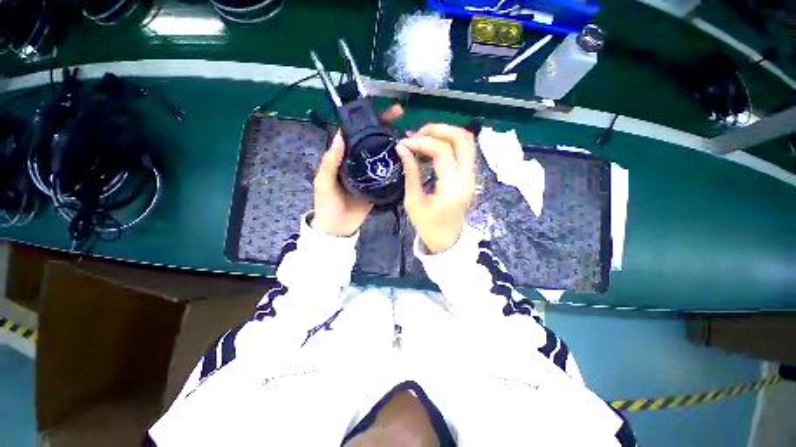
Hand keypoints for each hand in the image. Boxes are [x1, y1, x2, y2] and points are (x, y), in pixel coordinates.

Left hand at [311, 105, 403, 236]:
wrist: (339, 227)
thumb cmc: (327, 204)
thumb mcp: (323, 181)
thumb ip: (330, 161)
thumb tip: (340, 136)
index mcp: (344, 157)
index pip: (355, 133)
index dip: (367, 120)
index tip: (382, 110)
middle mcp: (358, 161)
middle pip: (372, 140)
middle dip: (386, 127)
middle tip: (401, 117)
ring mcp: (370, 173)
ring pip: (382, 154)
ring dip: (394, 144)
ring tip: (408, 135)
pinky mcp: (378, 185)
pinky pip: (388, 172)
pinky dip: (397, 164)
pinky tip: (407, 157)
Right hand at [397, 124, 475, 253]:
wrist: (446, 239)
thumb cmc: (428, 225)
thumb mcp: (413, 201)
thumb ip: (410, 172)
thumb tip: (402, 148)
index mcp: (453, 187)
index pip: (442, 151)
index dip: (421, 142)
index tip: (404, 143)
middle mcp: (468, 177)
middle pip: (462, 138)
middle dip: (437, 130)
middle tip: (416, 134)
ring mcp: (472, 175)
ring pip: (467, 141)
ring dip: (445, 134)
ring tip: (423, 138)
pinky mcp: (470, 176)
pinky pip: (464, 150)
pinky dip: (449, 142)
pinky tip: (432, 147)